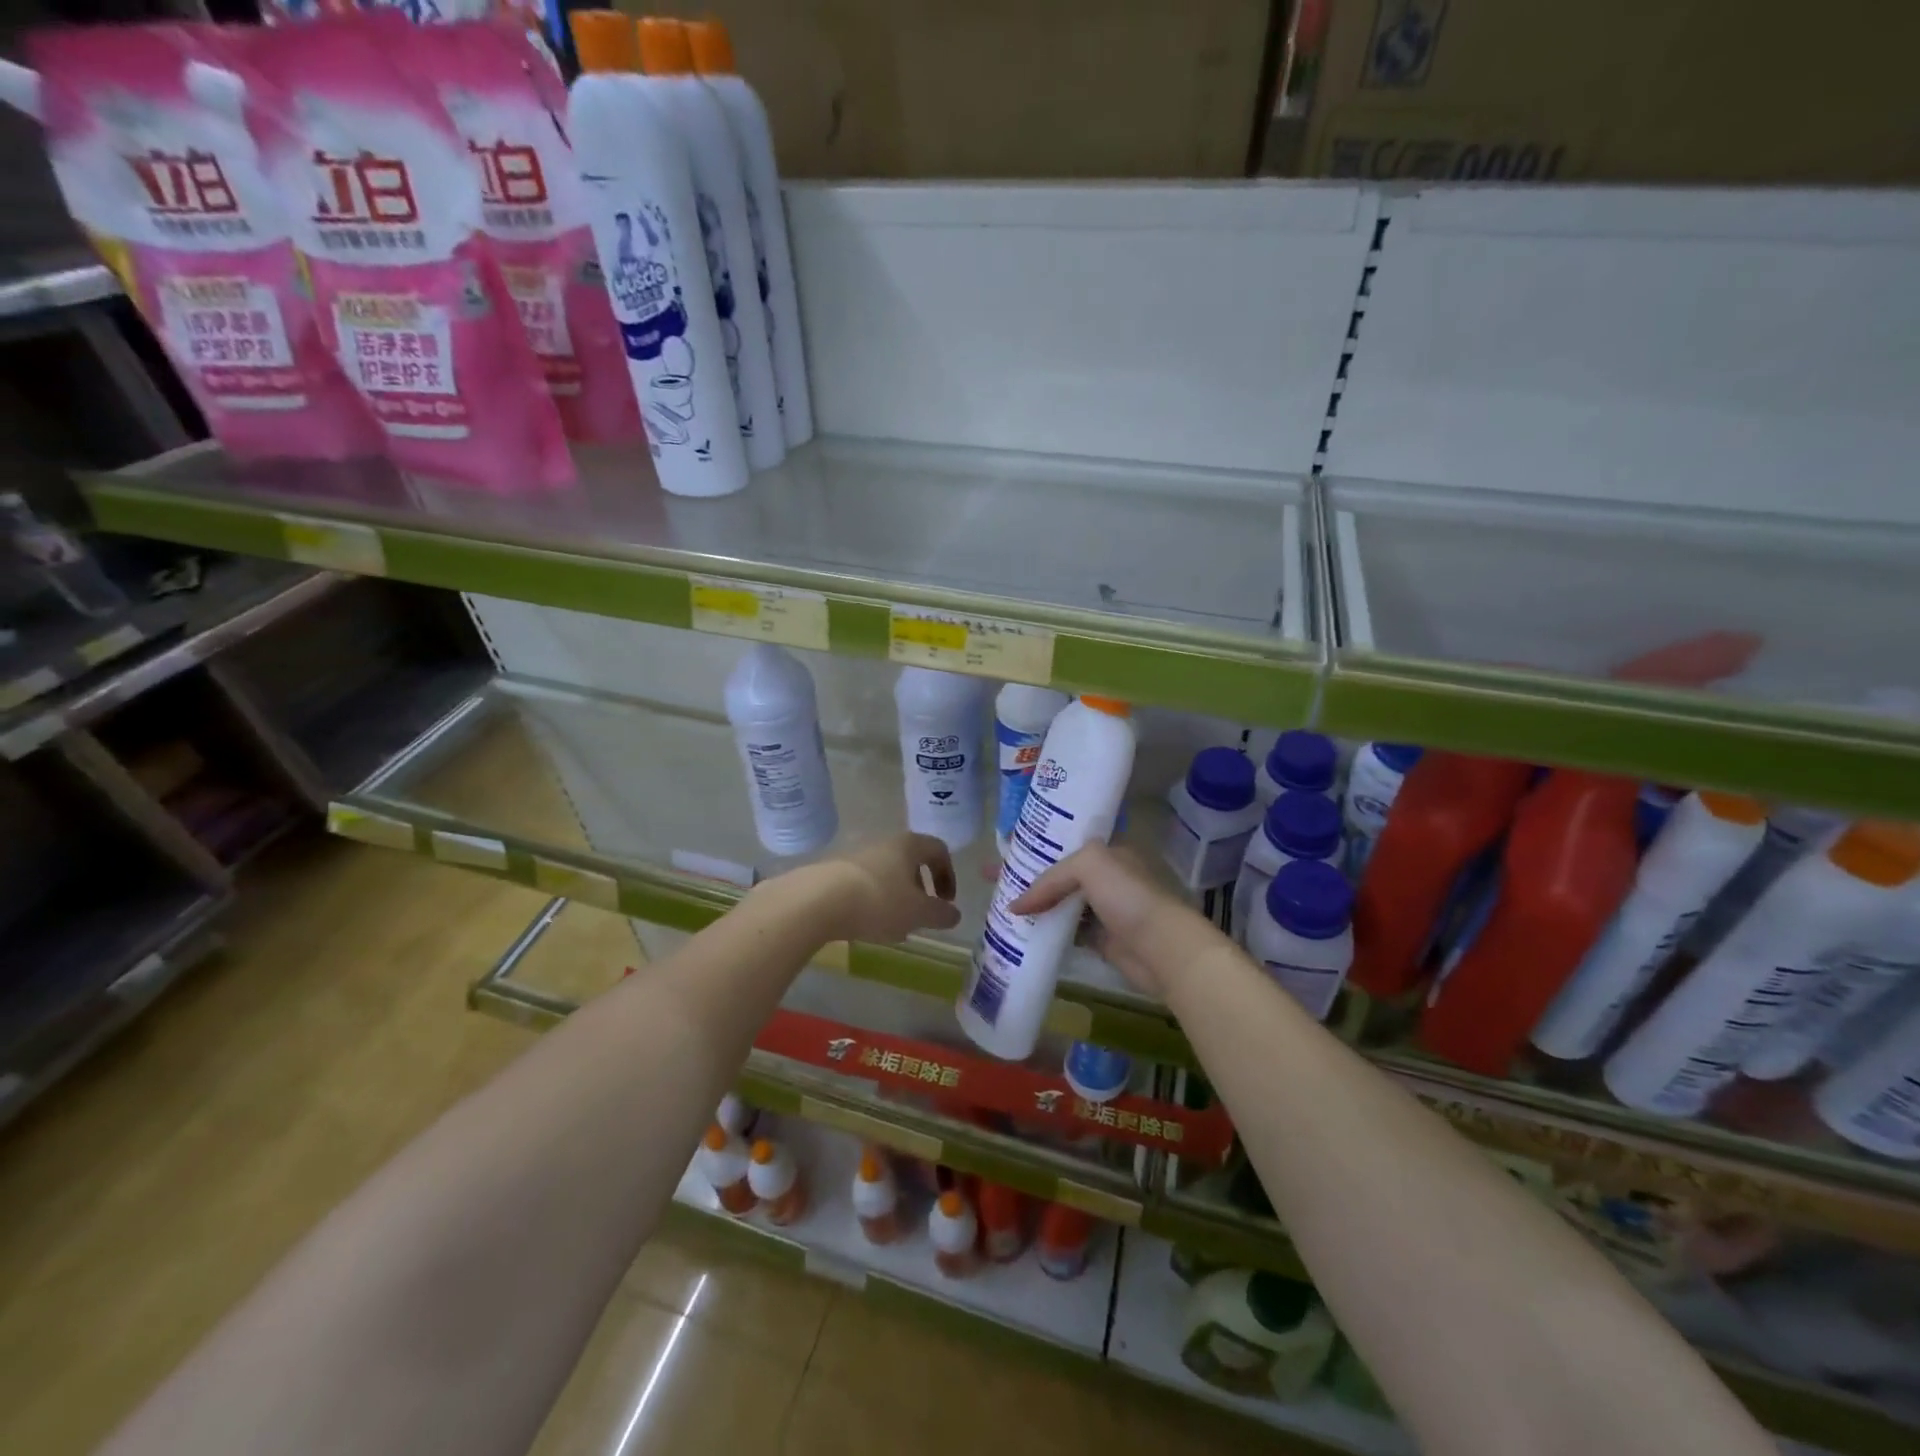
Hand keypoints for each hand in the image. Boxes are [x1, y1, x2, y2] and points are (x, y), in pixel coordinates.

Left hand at [806, 833, 961, 942]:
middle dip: (919, 889)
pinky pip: (862, 883)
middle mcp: (882, 843)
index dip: (948, 875)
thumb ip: (941, 914)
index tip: (946, 902)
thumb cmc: (878, 901)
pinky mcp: (833, 871)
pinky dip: (871, 901)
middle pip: (910, 861)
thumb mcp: (918, 913)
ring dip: (895, 897)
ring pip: (885, 873)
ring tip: (892, 926)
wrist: (817, 901)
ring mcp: (855, 855)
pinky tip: (865, 925)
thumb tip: (954, 914)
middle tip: (920, 915)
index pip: (938, 850)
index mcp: (908, 845)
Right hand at [1008, 842, 1224, 999]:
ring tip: (996, 902)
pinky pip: (1064, 929)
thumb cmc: (1129, 896)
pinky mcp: (1100, 938)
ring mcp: (1102, 908)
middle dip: (1025, 873)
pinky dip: (1044, 929)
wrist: (1162, 948)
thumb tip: (1016, 905)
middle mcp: (1105, 875)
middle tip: (989, 877)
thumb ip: (1051, 878)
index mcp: (1107, 850)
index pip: (1063, 840)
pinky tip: (1019, 929)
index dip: (1033, 842)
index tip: (1002, 846)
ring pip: (1058, 902)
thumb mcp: (1089, 865)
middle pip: (1056, 872)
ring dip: (1032, 903)